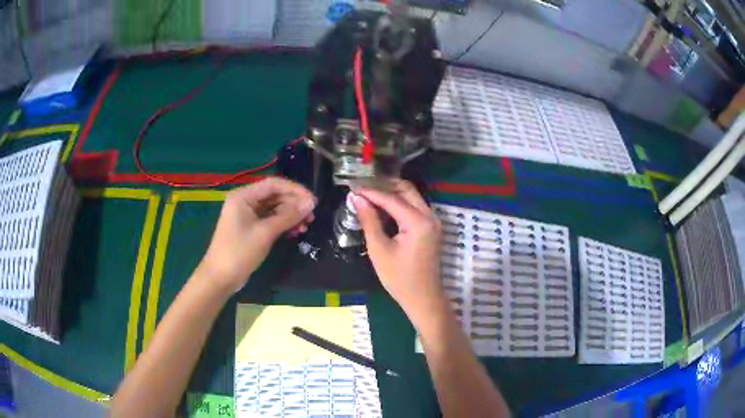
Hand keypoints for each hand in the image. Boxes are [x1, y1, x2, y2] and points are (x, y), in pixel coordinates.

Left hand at [199, 177, 315, 291]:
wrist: (220, 278)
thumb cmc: (239, 252)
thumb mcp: (265, 233)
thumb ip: (288, 216)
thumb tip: (310, 204)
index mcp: (244, 196)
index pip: (273, 184)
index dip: (295, 190)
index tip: (312, 201)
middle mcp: (245, 201)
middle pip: (275, 195)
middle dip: (294, 204)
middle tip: (312, 216)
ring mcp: (248, 215)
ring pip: (274, 208)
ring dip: (291, 215)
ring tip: (306, 225)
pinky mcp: (251, 228)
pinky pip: (270, 220)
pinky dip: (283, 224)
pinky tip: (296, 231)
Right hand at [352, 180, 447, 327]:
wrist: (423, 298)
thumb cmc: (399, 278)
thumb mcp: (379, 250)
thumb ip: (369, 221)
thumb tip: (356, 198)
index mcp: (418, 222)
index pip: (391, 198)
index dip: (371, 191)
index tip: (352, 188)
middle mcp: (429, 215)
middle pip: (406, 190)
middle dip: (383, 186)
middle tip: (362, 188)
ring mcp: (433, 221)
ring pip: (411, 196)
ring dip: (391, 193)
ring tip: (368, 195)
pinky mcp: (431, 227)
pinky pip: (414, 207)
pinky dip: (399, 203)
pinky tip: (382, 207)